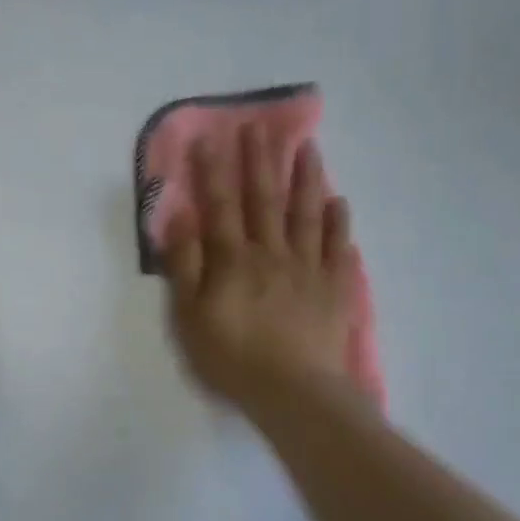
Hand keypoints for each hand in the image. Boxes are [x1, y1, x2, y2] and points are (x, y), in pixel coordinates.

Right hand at [163, 126, 361, 415]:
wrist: (295, 394)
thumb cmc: (231, 357)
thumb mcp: (188, 316)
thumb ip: (184, 265)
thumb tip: (180, 217)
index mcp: (233, 259)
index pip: (220, 205)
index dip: (213, 170)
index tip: (211, 136)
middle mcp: (272, 253)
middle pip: (265, 199)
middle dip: (260, 160)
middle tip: (260, 126)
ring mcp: (308, 268)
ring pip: (307, 214)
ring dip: (306, 178)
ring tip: (308, 147)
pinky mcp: (335, 289)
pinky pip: (338, 247)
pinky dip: (338, 223)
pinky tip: (339, 204)